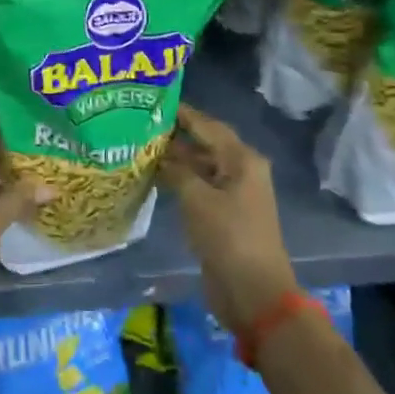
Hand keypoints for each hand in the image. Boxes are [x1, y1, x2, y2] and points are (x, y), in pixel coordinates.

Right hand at [158, 104, 297, 334]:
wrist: (253, 292)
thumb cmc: (228, 237)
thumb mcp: (197, 198)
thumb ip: (176, 170)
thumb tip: (159, 155)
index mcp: (242, 160)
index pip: (208, 126)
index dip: (182, 113)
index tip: (153, 101)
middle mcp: (241, 171)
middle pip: (205, 144)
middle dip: (176, 136)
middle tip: (140, 124)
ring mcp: (234, 195)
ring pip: (201, 167)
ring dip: (175, 160)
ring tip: (140, 148)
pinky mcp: (224, 215)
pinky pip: (199, 188)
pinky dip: (179, 180)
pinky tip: (154, 177)